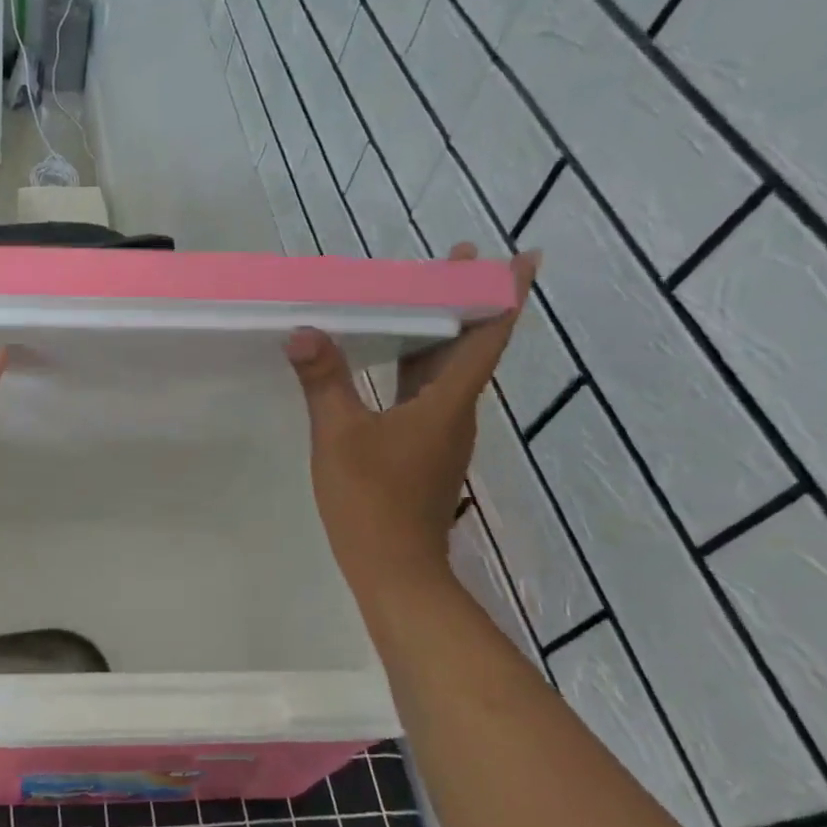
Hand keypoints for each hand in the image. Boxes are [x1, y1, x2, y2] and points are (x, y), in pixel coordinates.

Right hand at [285, 243, 538, 592]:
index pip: (487, 337)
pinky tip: (390, 360)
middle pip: (470, 346)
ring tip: (417, 298)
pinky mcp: (424, 452)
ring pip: (449, 371)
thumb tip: (304, 331)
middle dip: (464, 300)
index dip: (506, 294)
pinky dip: (417, 365)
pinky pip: (428, 394)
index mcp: (449, 402)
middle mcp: (456, 413)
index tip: (523, 256)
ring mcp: (442, 435)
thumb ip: (324, 381)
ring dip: (439, 332)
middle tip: (452, 259)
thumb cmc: (372, 499)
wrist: (395, 570)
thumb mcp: (339, 435)